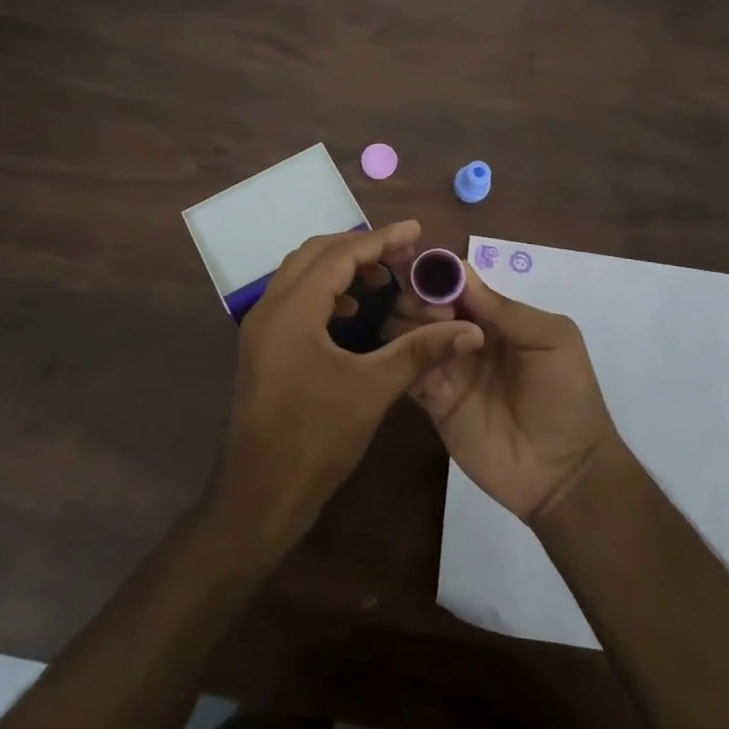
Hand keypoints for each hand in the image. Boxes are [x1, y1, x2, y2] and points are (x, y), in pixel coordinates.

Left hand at [213, 221, 483, 548]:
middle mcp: (269, 308)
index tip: (417, 231)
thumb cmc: (315, 439)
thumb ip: (420, 352)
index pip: (340, 255)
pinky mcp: (262, 348)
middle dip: (360, 247)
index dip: (381, 240)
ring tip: (381, 279)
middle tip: (402, 254)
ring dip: (340, 268)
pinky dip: (325, 293)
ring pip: (301, 275)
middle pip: (315, 254)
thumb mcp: (372, 390)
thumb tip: (470, 330)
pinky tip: (351, 313)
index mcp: (292, 310)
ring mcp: (260, 329)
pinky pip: (294, 299)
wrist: (259, 496)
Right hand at [399, 263, 617, 524]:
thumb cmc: (568, 396)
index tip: (428, 274)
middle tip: (438, 312)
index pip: (455, 282)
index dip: (437, 273)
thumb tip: (458, 272)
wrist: (566, 472)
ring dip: (411, 323)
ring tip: (434, 334)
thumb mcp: (551, 339)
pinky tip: (424, 362)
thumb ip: (505, 308)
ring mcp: (446, 367)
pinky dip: (407, 359)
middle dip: (421, 296)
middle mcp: (463, 334)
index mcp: (493, 315)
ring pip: (408, 332)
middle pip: (423, 302)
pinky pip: (408, 371)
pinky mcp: (433, 401)